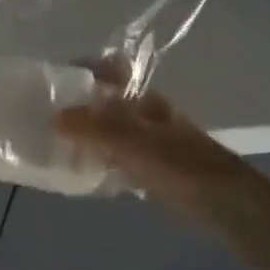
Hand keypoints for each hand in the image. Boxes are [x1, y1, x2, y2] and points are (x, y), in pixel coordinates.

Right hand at [54, 84, 255, 223]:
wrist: (222, 201)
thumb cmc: (178, 162)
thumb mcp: (131, 141)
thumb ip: (92, 127)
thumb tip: (54, 116)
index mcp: (144, 97)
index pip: (112, 68)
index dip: (86, 68)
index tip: (56, 79)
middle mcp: (147, 113)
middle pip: (109, 100)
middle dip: (80, 104)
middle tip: (47, 115)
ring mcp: (151, 141)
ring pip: (112, 130)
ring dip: (88, 134)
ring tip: (56, 144)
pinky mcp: (153, 168)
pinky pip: (118, 157)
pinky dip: (101, 160)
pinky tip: (84, 173)